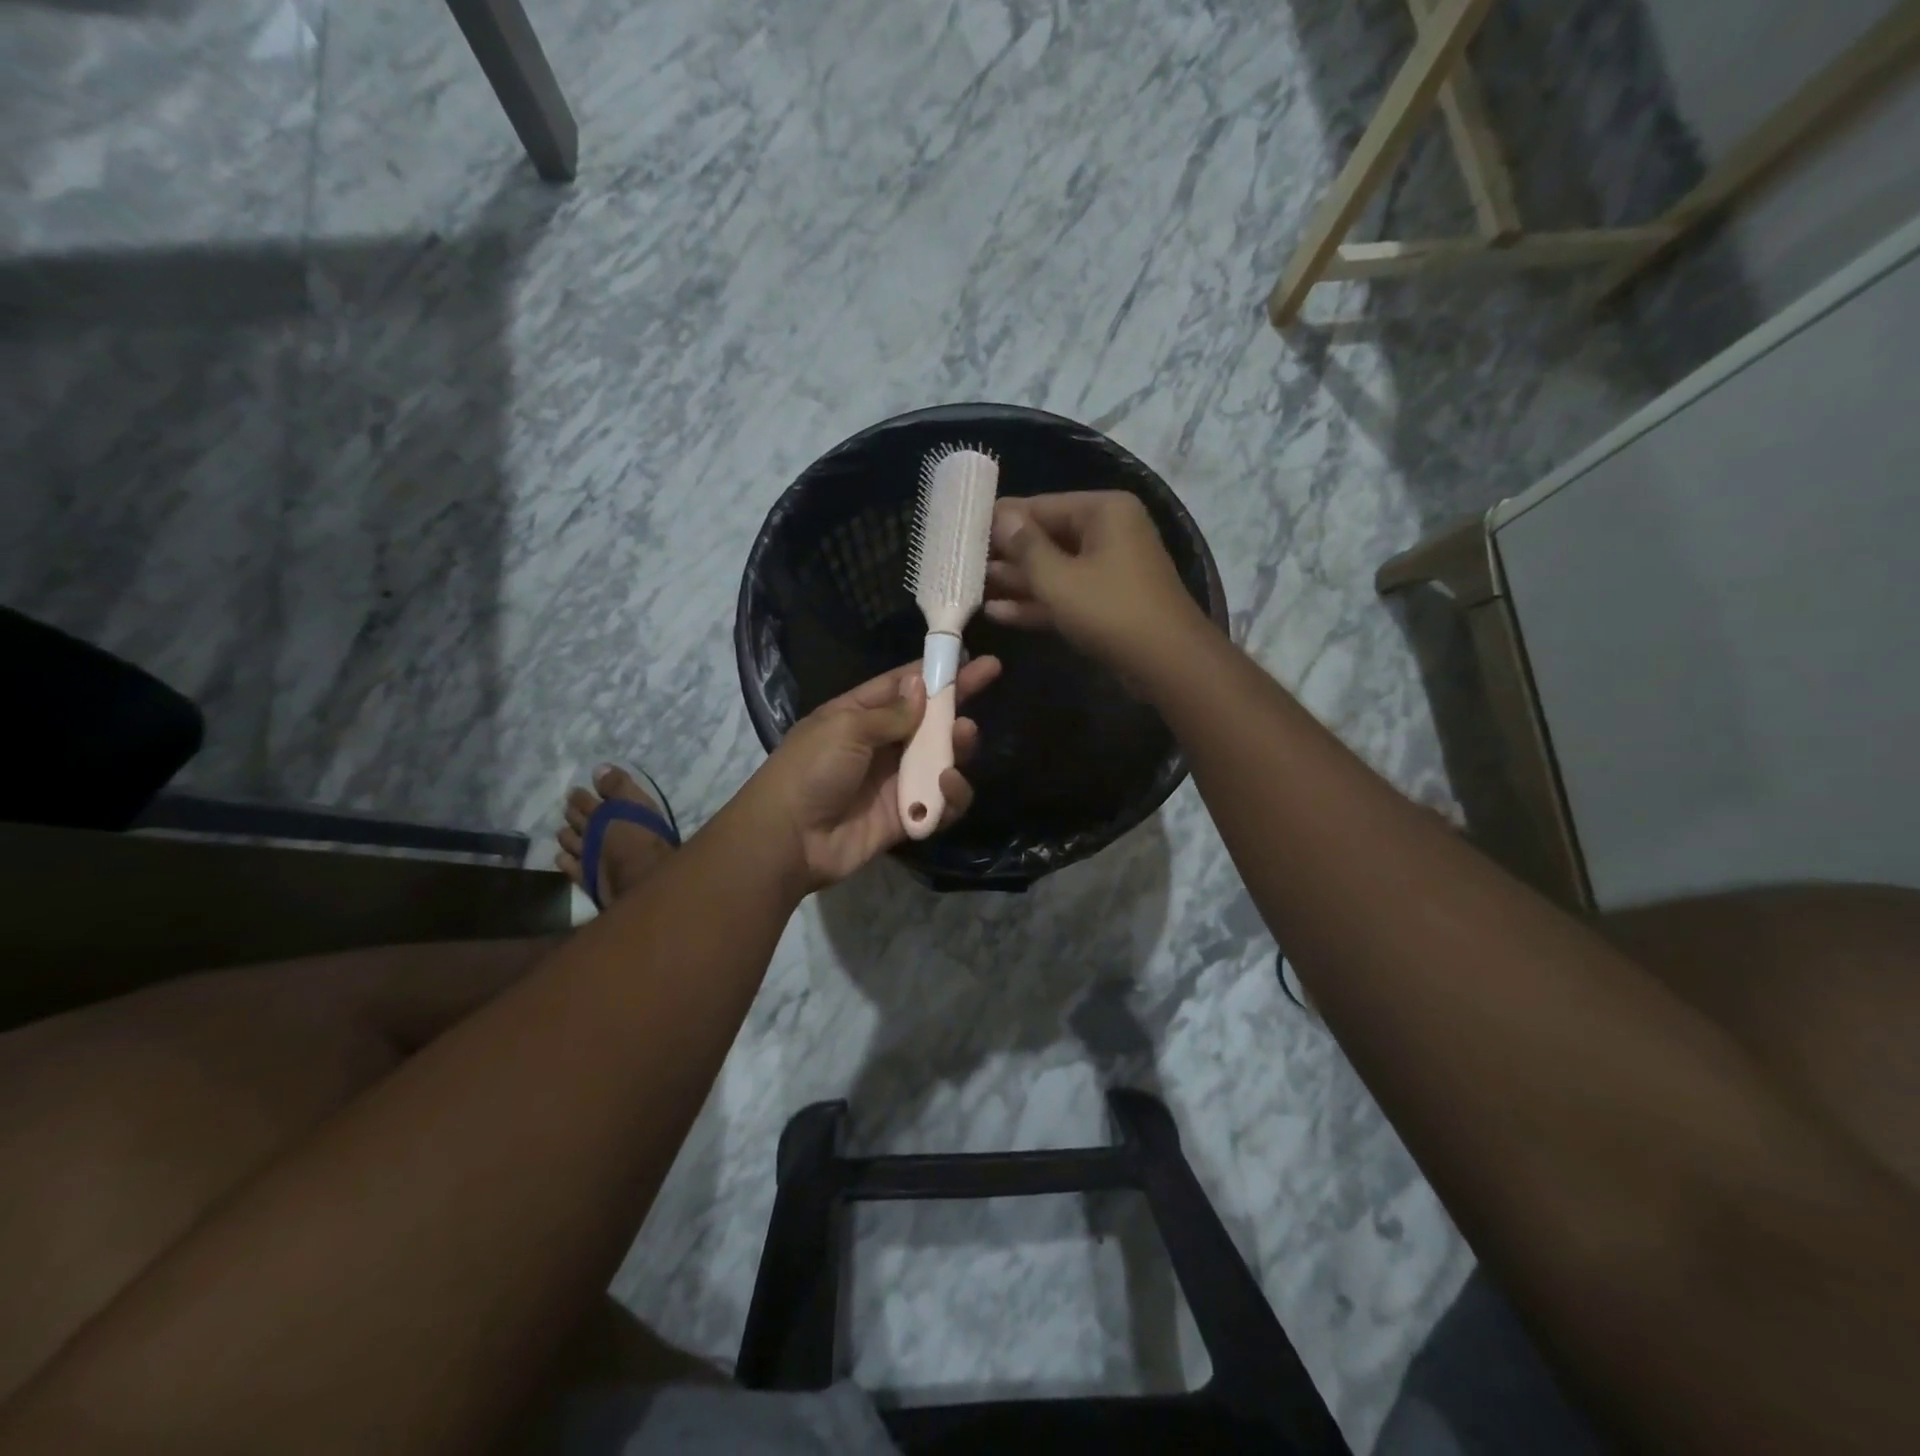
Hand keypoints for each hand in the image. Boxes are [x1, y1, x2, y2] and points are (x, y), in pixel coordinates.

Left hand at [746, 655, 1001, 889]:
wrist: (789, 839)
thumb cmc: (811, 770)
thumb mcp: (845, 727)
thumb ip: (890, 712)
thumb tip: (922, 685)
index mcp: (859, 715)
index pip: (904, 686)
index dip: (936, 670)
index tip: (971, 655)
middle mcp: (881, 745)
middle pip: (929, 719)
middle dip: (957, 701)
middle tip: (988, 680)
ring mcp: (896, 781)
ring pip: (941, 758)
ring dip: (958, 745)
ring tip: (965, 735)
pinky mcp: (907, 816)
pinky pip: (941, 801)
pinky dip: (951, 794)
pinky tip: (947, 783)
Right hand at [984, 492, 1207, 671]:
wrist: (1167, 663)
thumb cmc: (1110, 610)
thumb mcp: (1058, 578)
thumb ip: (1025, 547)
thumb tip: (1001, 516)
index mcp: (1103, 511)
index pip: (1041, 506)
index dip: (1001, 519)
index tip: (964, 529)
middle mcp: (1108, 532)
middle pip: (1046, 537)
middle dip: (1006, 554)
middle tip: (962, 563)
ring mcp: (1108, 569)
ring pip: (1054, 569)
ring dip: (1016, 581)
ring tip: (971, 588)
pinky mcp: (1106, 602)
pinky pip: (1065, 594)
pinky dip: (1036, 602)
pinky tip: (997, 613)